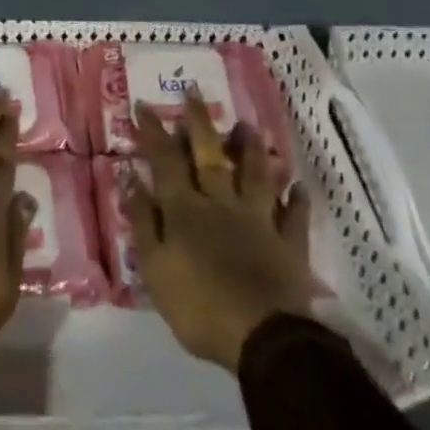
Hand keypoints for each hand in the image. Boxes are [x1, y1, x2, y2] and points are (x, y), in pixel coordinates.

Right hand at [124, 92, 319, 370]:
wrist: (264, 339)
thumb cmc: (201, 306)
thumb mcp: (156, 269)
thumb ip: (143, 221)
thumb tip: (131, 177)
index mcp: (186, 209)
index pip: (165, 160)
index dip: (153, 132)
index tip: (144, 104)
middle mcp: (221, 203)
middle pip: (209, 155)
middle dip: (199, 121)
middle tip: (194, 90)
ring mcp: (258, 220)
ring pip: (255, 175)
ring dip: (251, 149)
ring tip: (248, 125)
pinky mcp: (289, 245)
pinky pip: (295, 217)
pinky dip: (297, 201)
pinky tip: (298, 186)